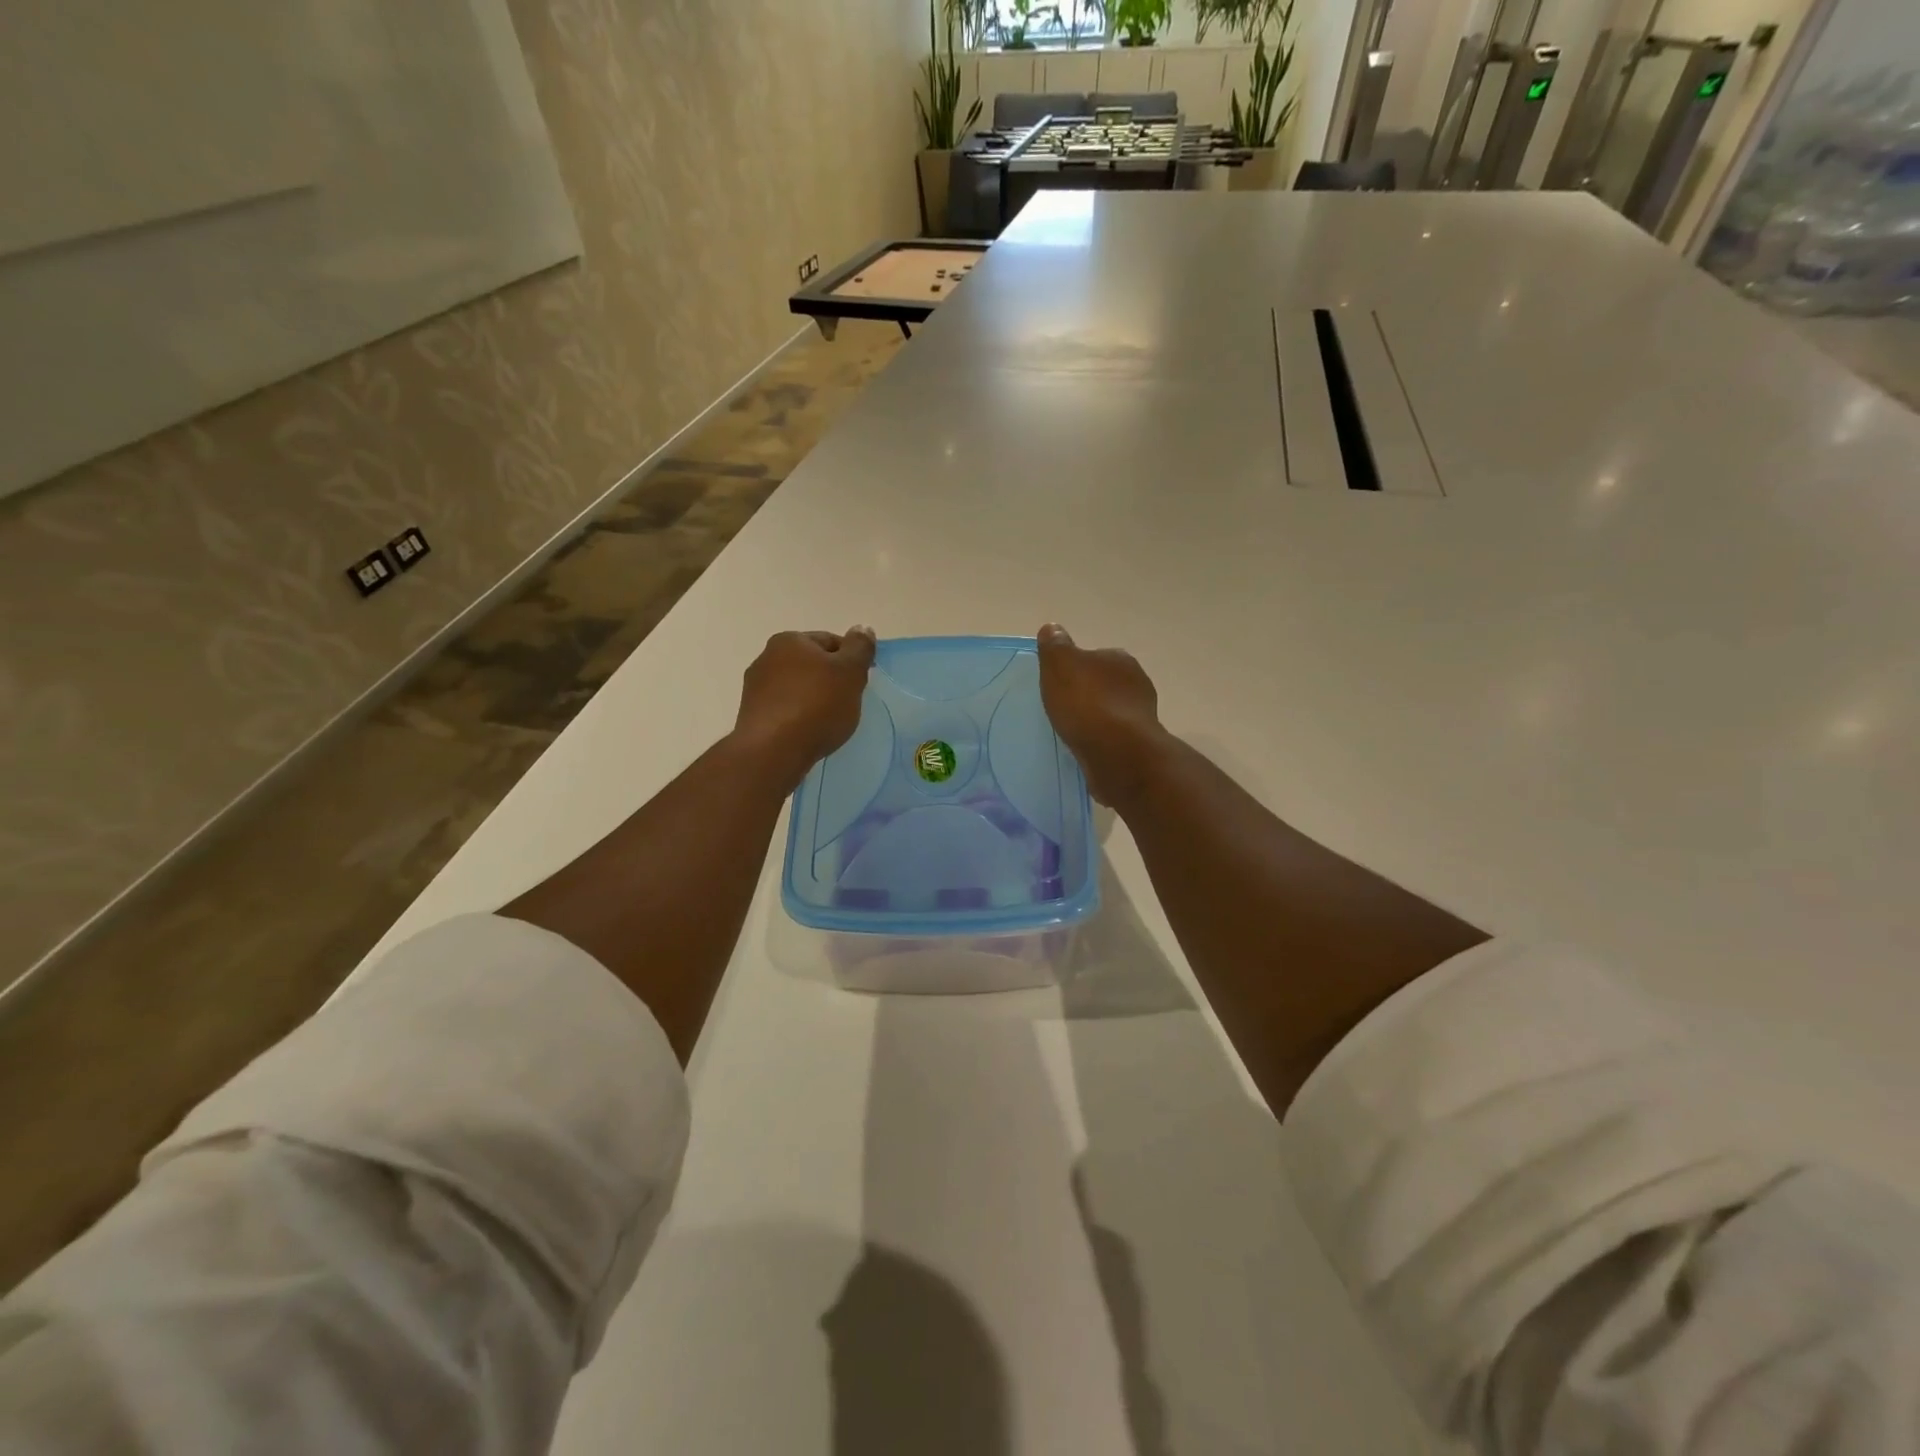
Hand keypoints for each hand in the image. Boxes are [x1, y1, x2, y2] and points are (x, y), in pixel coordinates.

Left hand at [733, 628, 876, 789]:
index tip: (861, 683)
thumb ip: (860, 648)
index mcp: (789, 640)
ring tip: (829, 722)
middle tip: (849, 702)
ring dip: (814, 699)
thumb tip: (862, 628)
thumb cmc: (817, 705)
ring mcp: (755, 688)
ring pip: (798, 688)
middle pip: (812, 664)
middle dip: (832, 680)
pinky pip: (785, 710)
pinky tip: (809, 733)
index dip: (852, 660)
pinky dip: (799, 717)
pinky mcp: (752, 716)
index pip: (831, 642)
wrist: (773, 751)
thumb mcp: (850, 673)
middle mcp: (766, 657)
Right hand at [1036, 623, 1168, 807]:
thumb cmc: (1086, 703)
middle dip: (1089, 694)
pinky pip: (1114, 738)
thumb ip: (1055, 646)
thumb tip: (1052, 628)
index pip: (1095, 657)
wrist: (1117, 753)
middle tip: (1064, 707)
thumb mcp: (1060, 666)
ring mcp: (1142, 715)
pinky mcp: (1139, 744)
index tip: (1060, 683)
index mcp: (1120, 659)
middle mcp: (1137, 683)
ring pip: (1112, 712)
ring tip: (1073, 731)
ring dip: (1097, 719)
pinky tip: (1086, 749)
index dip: (1076, 668)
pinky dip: (1102, 741)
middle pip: (1105, 684)